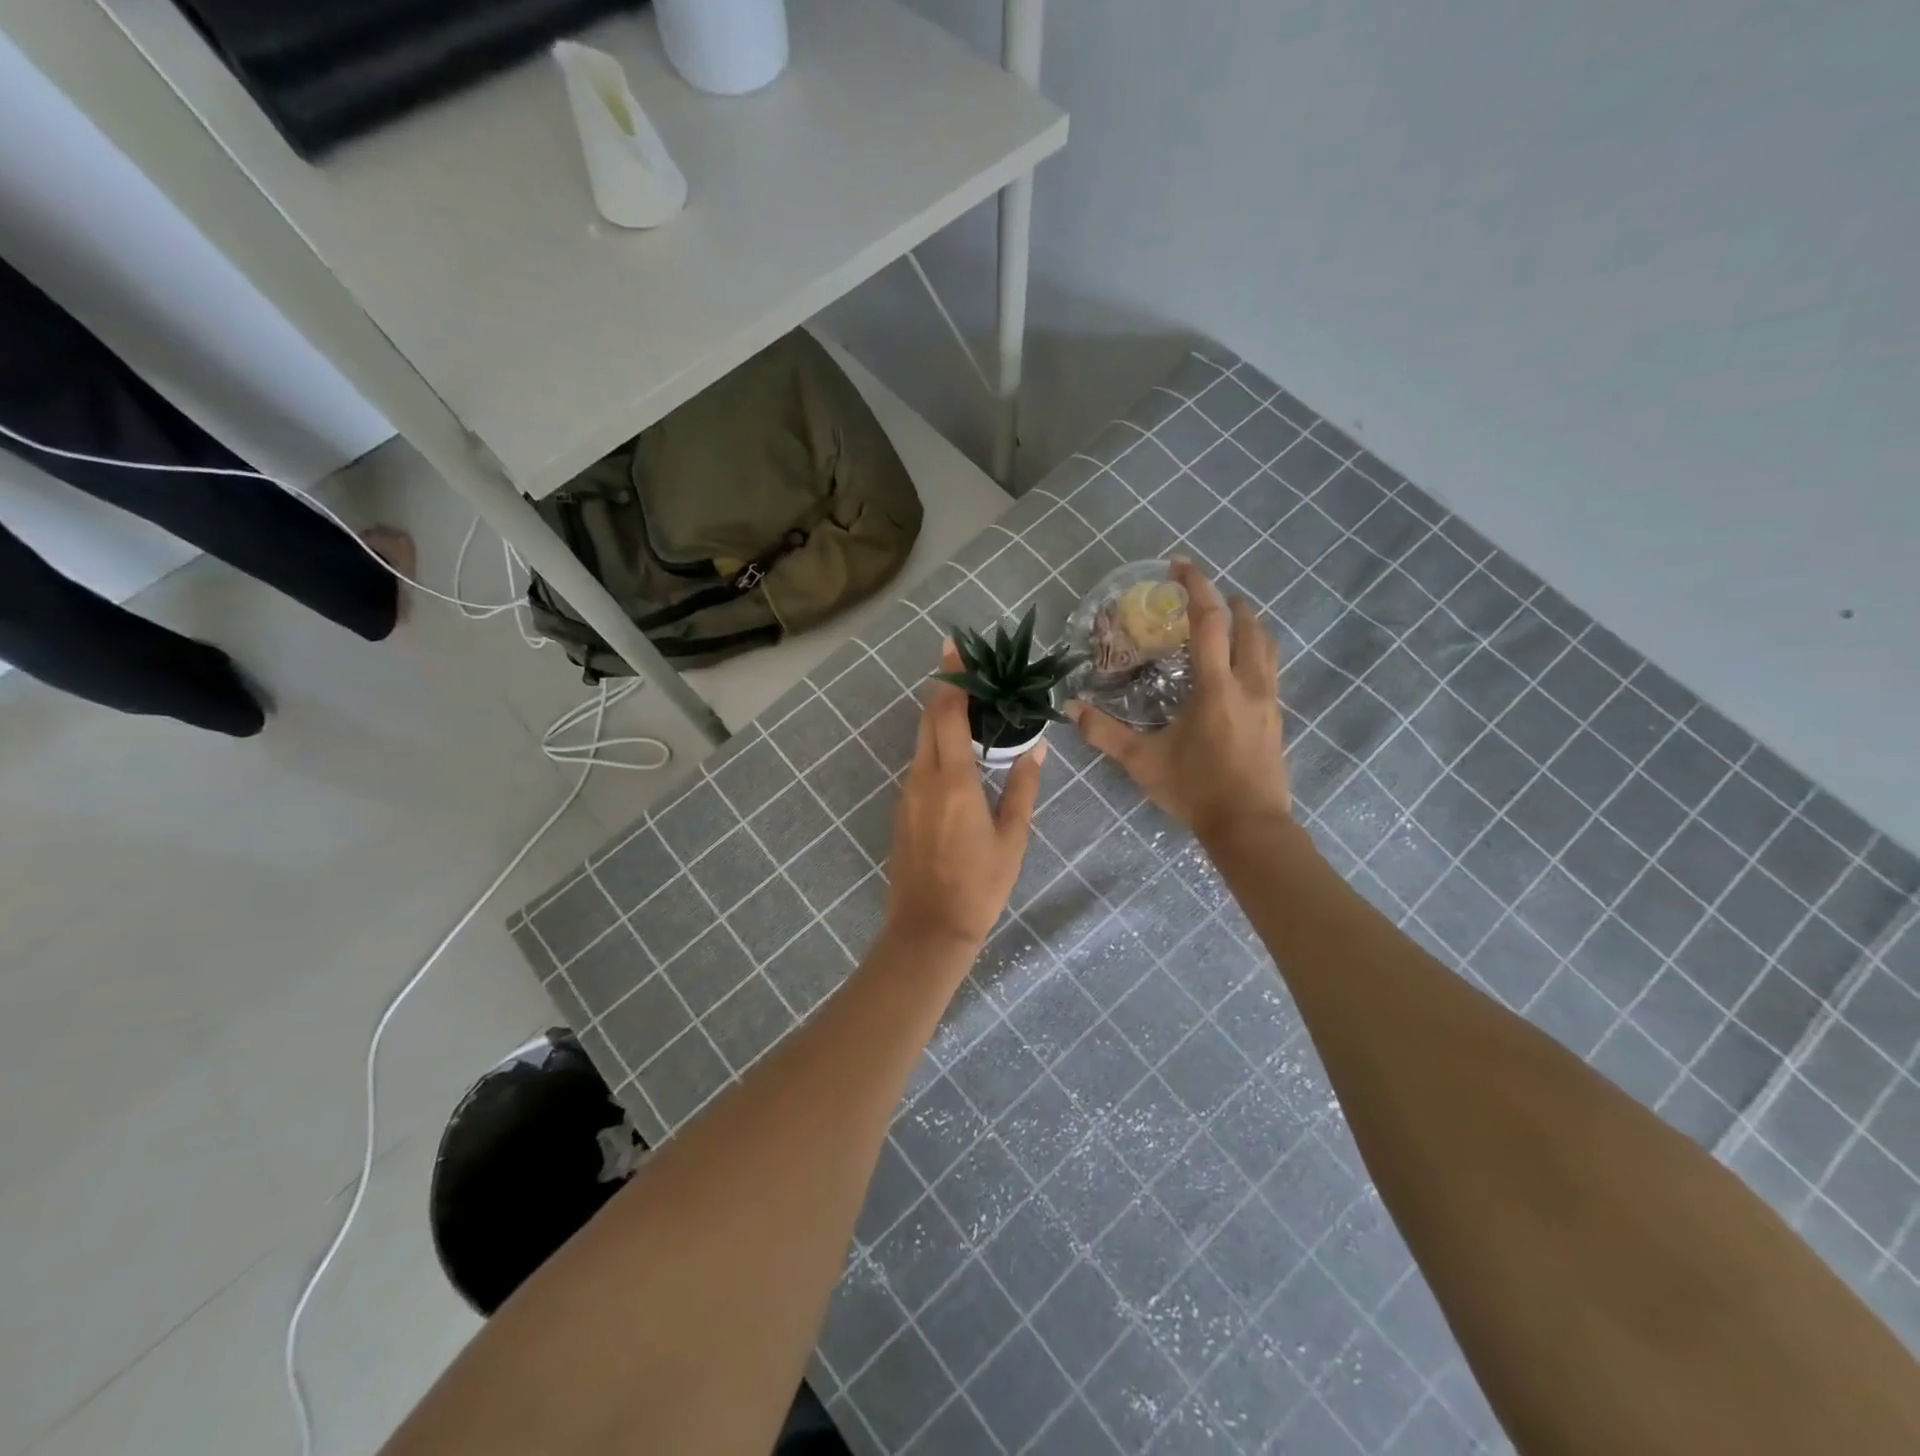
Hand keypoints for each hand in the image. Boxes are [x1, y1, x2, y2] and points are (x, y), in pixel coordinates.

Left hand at [882, 643, 1046, 954]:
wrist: (928, 929)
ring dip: (940, 721)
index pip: (948, 714)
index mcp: (952, 780)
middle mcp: (922, 778)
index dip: (952, 678)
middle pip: (928, 720)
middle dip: (944, 691)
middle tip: (968, 673)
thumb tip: (1035, 748)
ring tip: (971, 713)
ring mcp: (906, 794)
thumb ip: (1023, 787)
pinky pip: (918, 766)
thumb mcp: (1012, 837)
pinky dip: (935, 749)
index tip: (954, 647)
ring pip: (920, 743)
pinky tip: (958, 759)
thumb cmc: (979, 884)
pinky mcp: (901, 811)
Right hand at [1068, 559, 1290, 839]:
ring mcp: (1269, 701)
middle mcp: (1248, 684)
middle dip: (1228, 603)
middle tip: (1204, 596)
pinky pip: (1268, 670)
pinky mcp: (1276, 718)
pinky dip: (1254, 652)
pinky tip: (1237, 669)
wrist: (1249, 826)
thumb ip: (1104, 733)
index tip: (1181, 566)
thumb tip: (1071, 709)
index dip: (1196, 588)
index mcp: (1216, 687)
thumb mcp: (1142, 762)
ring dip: (1248, 626)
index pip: (1209, 622)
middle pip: (1249, 626)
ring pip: (1266, 647)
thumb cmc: (1195, 790)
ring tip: (1226, 623)